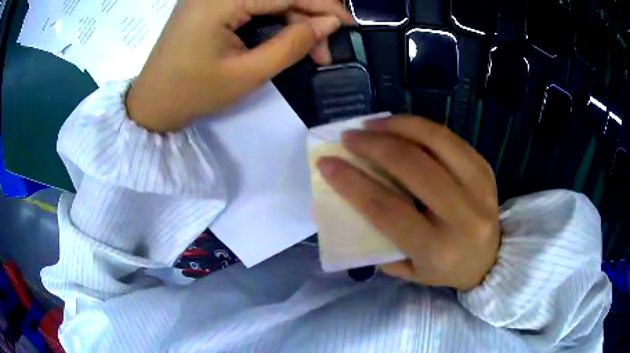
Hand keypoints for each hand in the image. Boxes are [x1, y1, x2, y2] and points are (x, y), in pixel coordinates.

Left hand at [127, 0, 352, 131]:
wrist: (152, 104)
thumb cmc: (193, 93)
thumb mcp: (248, 74)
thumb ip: (292, 44)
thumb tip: (329, 24)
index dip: (322, 5)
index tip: (349, 23)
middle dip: (306, 17)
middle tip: (324, 50)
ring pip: (267, 0)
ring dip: (292, 21)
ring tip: (308, 51)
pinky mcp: (210, 3)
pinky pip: (252, 4)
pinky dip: (272, 20)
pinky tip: (284, 38)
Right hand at [317, 116, 500, 290]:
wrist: (490, 260)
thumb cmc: (444, 269)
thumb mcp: (407, 269)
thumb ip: (378, 240)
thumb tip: (349, 199)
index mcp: (436, 249)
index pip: (387, 209)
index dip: (352, 182)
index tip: (327, 163)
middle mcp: (462, 217)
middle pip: (413, 168)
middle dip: (374, 146)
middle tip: (349, 136)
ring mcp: (479, 188)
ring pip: (436, 142)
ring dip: (398, 126)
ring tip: (372, 124)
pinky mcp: (486, 170)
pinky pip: (450, 138)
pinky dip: (421, 127)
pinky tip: (401, 126)